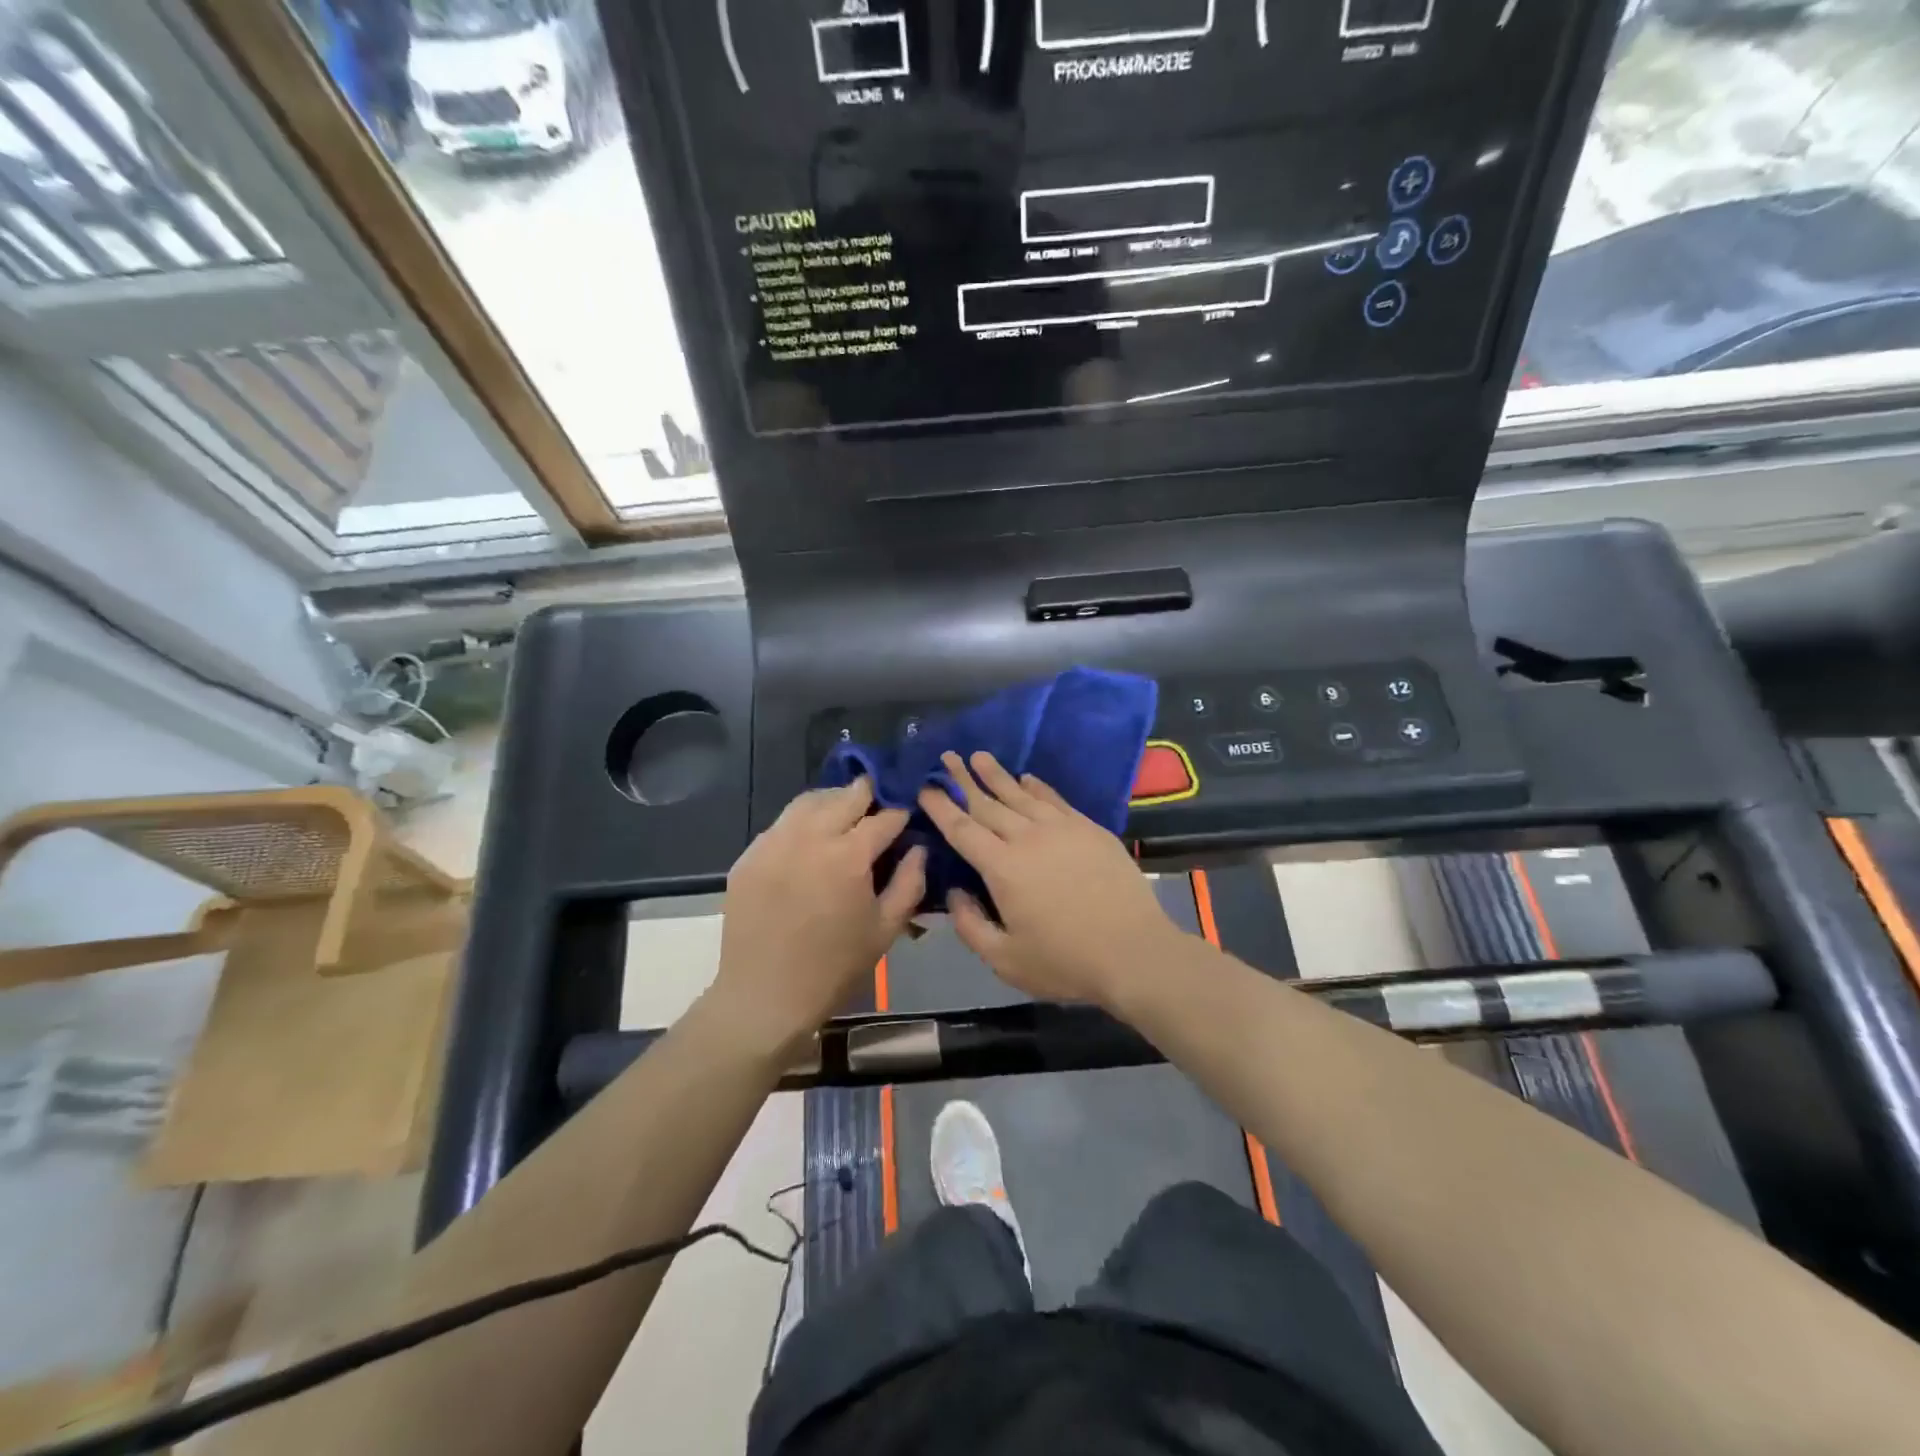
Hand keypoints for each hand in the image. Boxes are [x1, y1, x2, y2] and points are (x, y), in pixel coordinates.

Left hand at [712, 780, 924, 1052]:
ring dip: (834, 801)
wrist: (764, 997)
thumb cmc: (834, 968)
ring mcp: (774, 842)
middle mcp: (810, 836)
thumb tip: (918, 848)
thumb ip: (909, 882)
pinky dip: (802, 822)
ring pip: (809, 800)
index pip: (884, 816)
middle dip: (869, 796)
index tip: (909, 816)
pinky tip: (809, 842)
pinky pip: (781, 824)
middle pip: (846, 795)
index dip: (901, 813)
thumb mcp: (885, 929)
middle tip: (879, 809)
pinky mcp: (750, 855)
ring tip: (846, 816)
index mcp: (848, 855)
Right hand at [917, 751, 1183, 1007]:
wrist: (1134, 953)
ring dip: (997, 775)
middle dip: (963, 779)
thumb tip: (955, 892)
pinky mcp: (1090, 830)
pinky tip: (1027, 778)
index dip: (941, 806)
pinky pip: (1055, 799)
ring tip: (979, 756)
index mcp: (1002, 868)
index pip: (962, 828)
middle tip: (947, 756)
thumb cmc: (1065, 962)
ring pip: (1021, 794)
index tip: (925, 786)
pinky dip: (1037, 787)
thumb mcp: (1005, 960)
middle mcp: (1028, 838)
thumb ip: (970, 925)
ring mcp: (1062, 829)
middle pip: (988, 802)